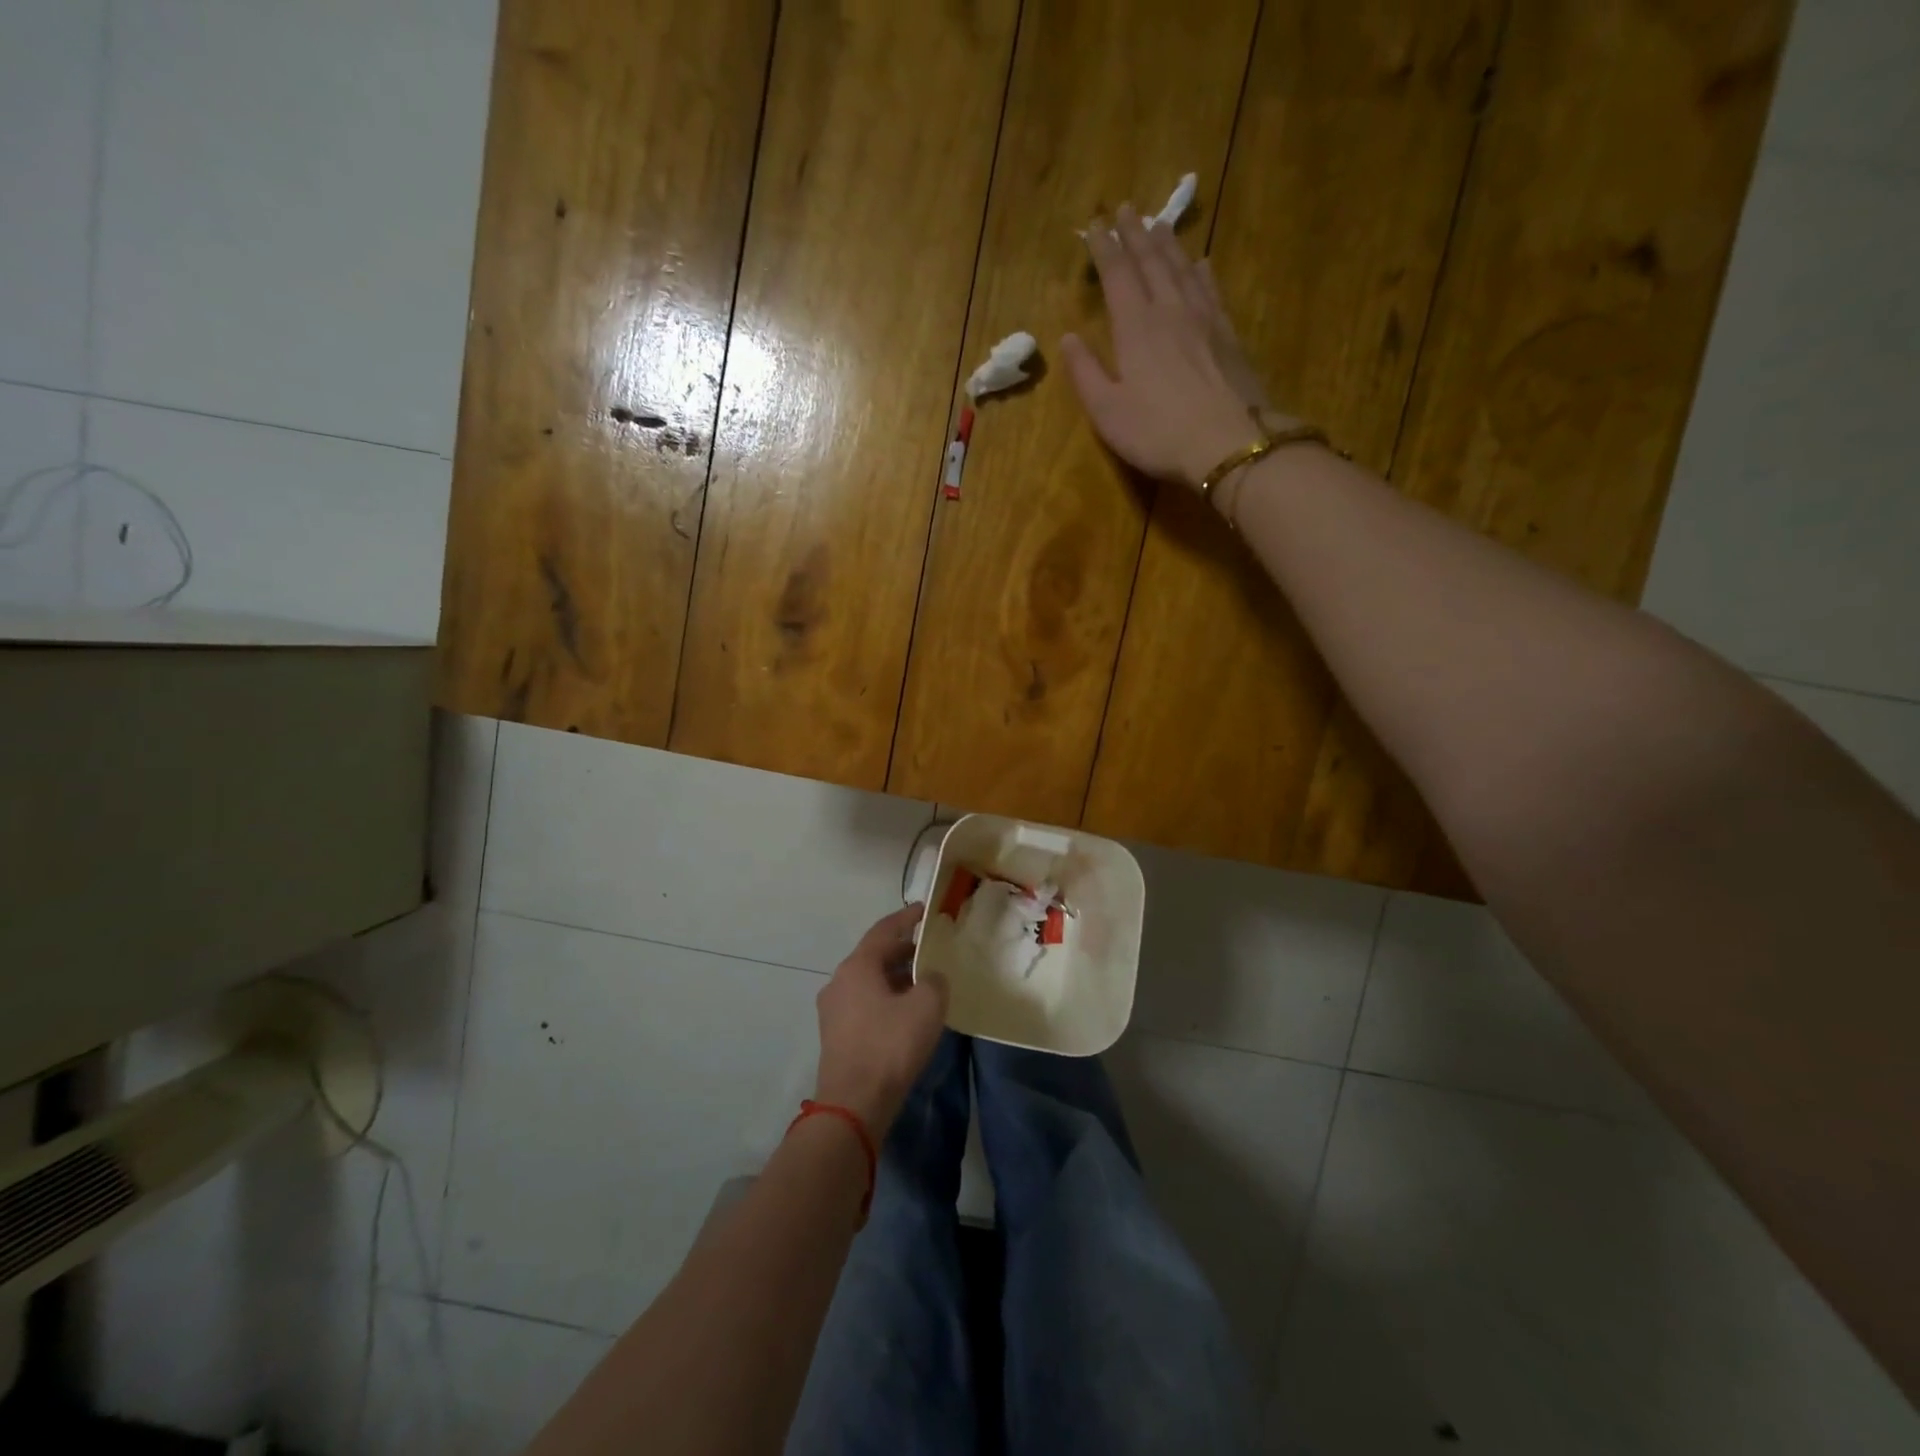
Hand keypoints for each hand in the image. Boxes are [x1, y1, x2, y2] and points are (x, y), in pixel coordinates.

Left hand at [813, 904, 947, 1137]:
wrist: (854, 1104)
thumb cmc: (890, 1046)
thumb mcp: (926, 1006)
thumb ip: (934, 981)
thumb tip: (930, 977)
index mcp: (858, 966)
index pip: (884, 930)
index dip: (906, 918)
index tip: (924, 910)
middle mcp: (840, 981)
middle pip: (875, 955)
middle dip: (904, 951)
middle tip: (931, 950)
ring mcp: (833, 1009)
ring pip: (869, 981)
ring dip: (895, 977)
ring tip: (924, 982)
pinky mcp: (836, 1034)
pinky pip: (864, 1003)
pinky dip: (886, 998)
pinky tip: (906, 1013)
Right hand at [1062, 205, 1281, 490]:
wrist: (1228, 443)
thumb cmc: (1158, 432)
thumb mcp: (1107, 412)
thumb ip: (1086, 373)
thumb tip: (1068, 339)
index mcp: (1135, 326)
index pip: (1117, 274)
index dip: (1104, 248)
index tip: (1095, 226)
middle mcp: (1169, 309)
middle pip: (1152, 261)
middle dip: (1135, 233)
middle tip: (1126, 209)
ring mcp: (1204, 318)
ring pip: (1183, 268)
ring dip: (1168, 244)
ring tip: (1158, 225)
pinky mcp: (1228, 334)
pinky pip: (1211, 290)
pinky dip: (1202, 271)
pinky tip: (1201, 263)